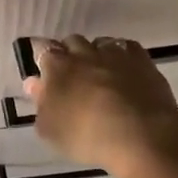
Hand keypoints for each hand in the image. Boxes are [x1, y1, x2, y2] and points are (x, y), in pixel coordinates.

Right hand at [24, 35, 177, 177]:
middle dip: (70, 53)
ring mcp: (115, 54)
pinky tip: (125, 70)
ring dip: (97, 53)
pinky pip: (128, 47)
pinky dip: (123, 55)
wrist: (140, 136)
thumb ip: (40, 103)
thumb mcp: (50, 129)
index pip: (44, 49)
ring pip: (101, 42)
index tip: (45, 71)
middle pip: (72, 41)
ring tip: (100, 73)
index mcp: (57, 66)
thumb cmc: (86, 136)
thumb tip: (34, 83)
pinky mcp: (142, 61)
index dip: (44, 58)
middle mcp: (84, 53)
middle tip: (73, 75)